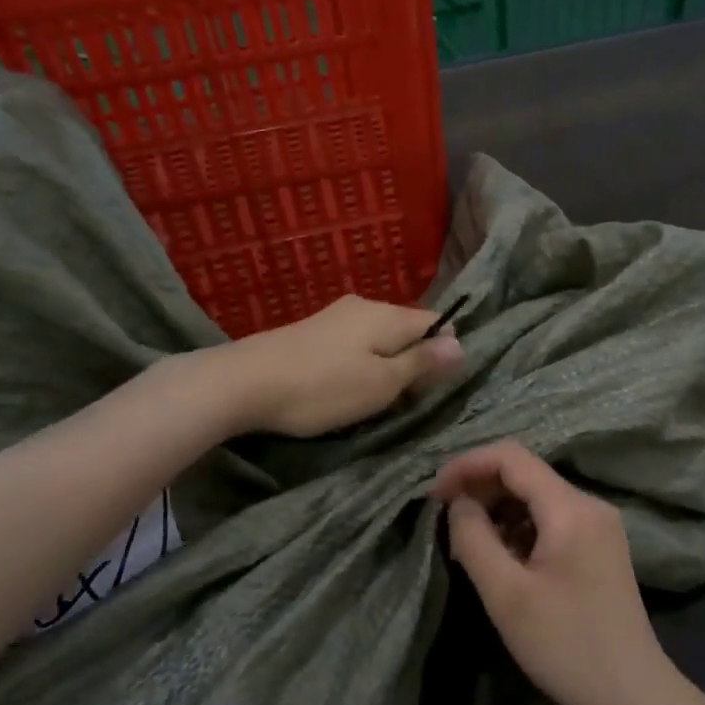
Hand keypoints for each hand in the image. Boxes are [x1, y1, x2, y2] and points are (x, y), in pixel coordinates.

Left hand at [228, 295, 462, 437]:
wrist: (244, 382)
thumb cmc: (323, 387)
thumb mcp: (382, 383)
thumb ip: (421, 363)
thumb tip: (461, 344)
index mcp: (387, 315)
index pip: (436, 321)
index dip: (445, 350)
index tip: (437, 384)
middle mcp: (364, 306)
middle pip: (406, 328)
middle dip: (414, 359)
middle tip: (407, 398)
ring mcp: (334, 316)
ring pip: (378, 337)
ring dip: (385, 363)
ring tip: (376, 397)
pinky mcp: (312, 331)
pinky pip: (353, 343)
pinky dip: (360, 363)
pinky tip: (345, 385)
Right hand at [431, 442, 687, 704]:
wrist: (633, 695)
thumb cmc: (566, 645)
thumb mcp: (506, 595)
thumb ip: (474, 538)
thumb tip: (459, 503)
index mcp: (570, 508)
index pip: (511, 457)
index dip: (467, 465)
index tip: (434, 494)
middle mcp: (589, 505)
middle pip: (525, 473)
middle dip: (480, 488)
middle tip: (446, 523)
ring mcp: (599, 526)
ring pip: (537, 497)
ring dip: (498, 510)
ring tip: (469, 546)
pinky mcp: (600, 547)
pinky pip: (552, 519)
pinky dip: (520, 527)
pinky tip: (503, 559)